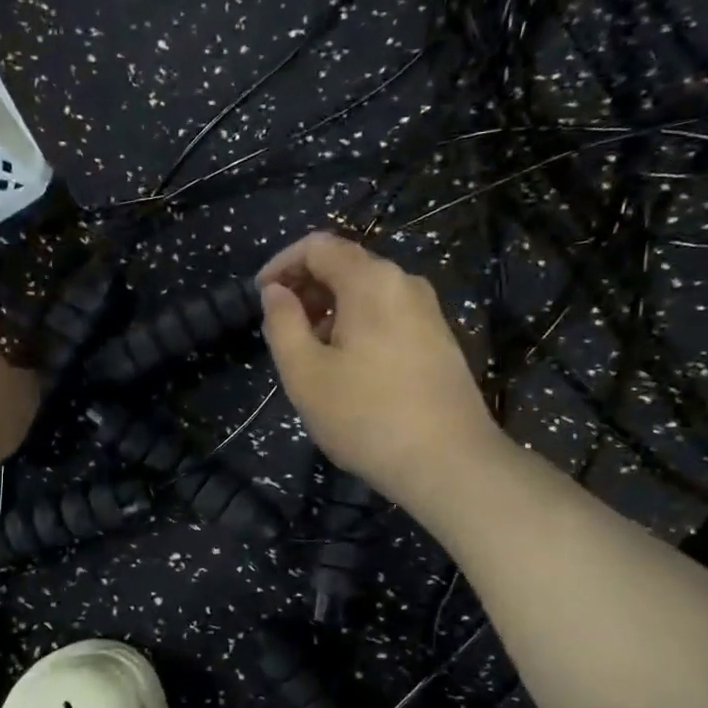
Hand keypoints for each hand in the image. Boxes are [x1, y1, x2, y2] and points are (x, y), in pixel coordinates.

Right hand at [258, 233, 504, 510]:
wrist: (448, 462)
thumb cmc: (365, 417)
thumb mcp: (304, 373)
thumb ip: (282, 323)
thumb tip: (275, 291)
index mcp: (371, 281)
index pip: (318, 245)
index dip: (281, 264)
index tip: (260, 297)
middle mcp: (404, 284)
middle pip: (345, 266)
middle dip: (306, 289)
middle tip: (281, 330)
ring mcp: (428, 312)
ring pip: (367, 294)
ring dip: (330, 311)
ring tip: (310, 356)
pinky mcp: (439, 340)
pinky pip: (387, 316)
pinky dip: (357, 327)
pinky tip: (347, 370)